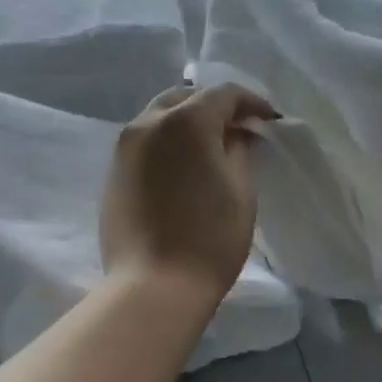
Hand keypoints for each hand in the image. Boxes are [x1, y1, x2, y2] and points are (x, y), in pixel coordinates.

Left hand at [100, 83, 276, 303]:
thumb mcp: (241, 192)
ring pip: (159, 119)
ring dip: (186, 125)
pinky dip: (166, 145)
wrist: (153, 287)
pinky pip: (144, 144)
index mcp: (185, 121)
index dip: (251, 103)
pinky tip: (182, 169)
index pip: (223, 94)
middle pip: (184, 99)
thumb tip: (236, 134)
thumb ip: (240, 151)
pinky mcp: (113, 174)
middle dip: (214, 108)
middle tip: (238, 130)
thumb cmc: (209, 239)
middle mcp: (147, 124)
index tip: (269, 120)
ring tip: (210, 148)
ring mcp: (124, 149)